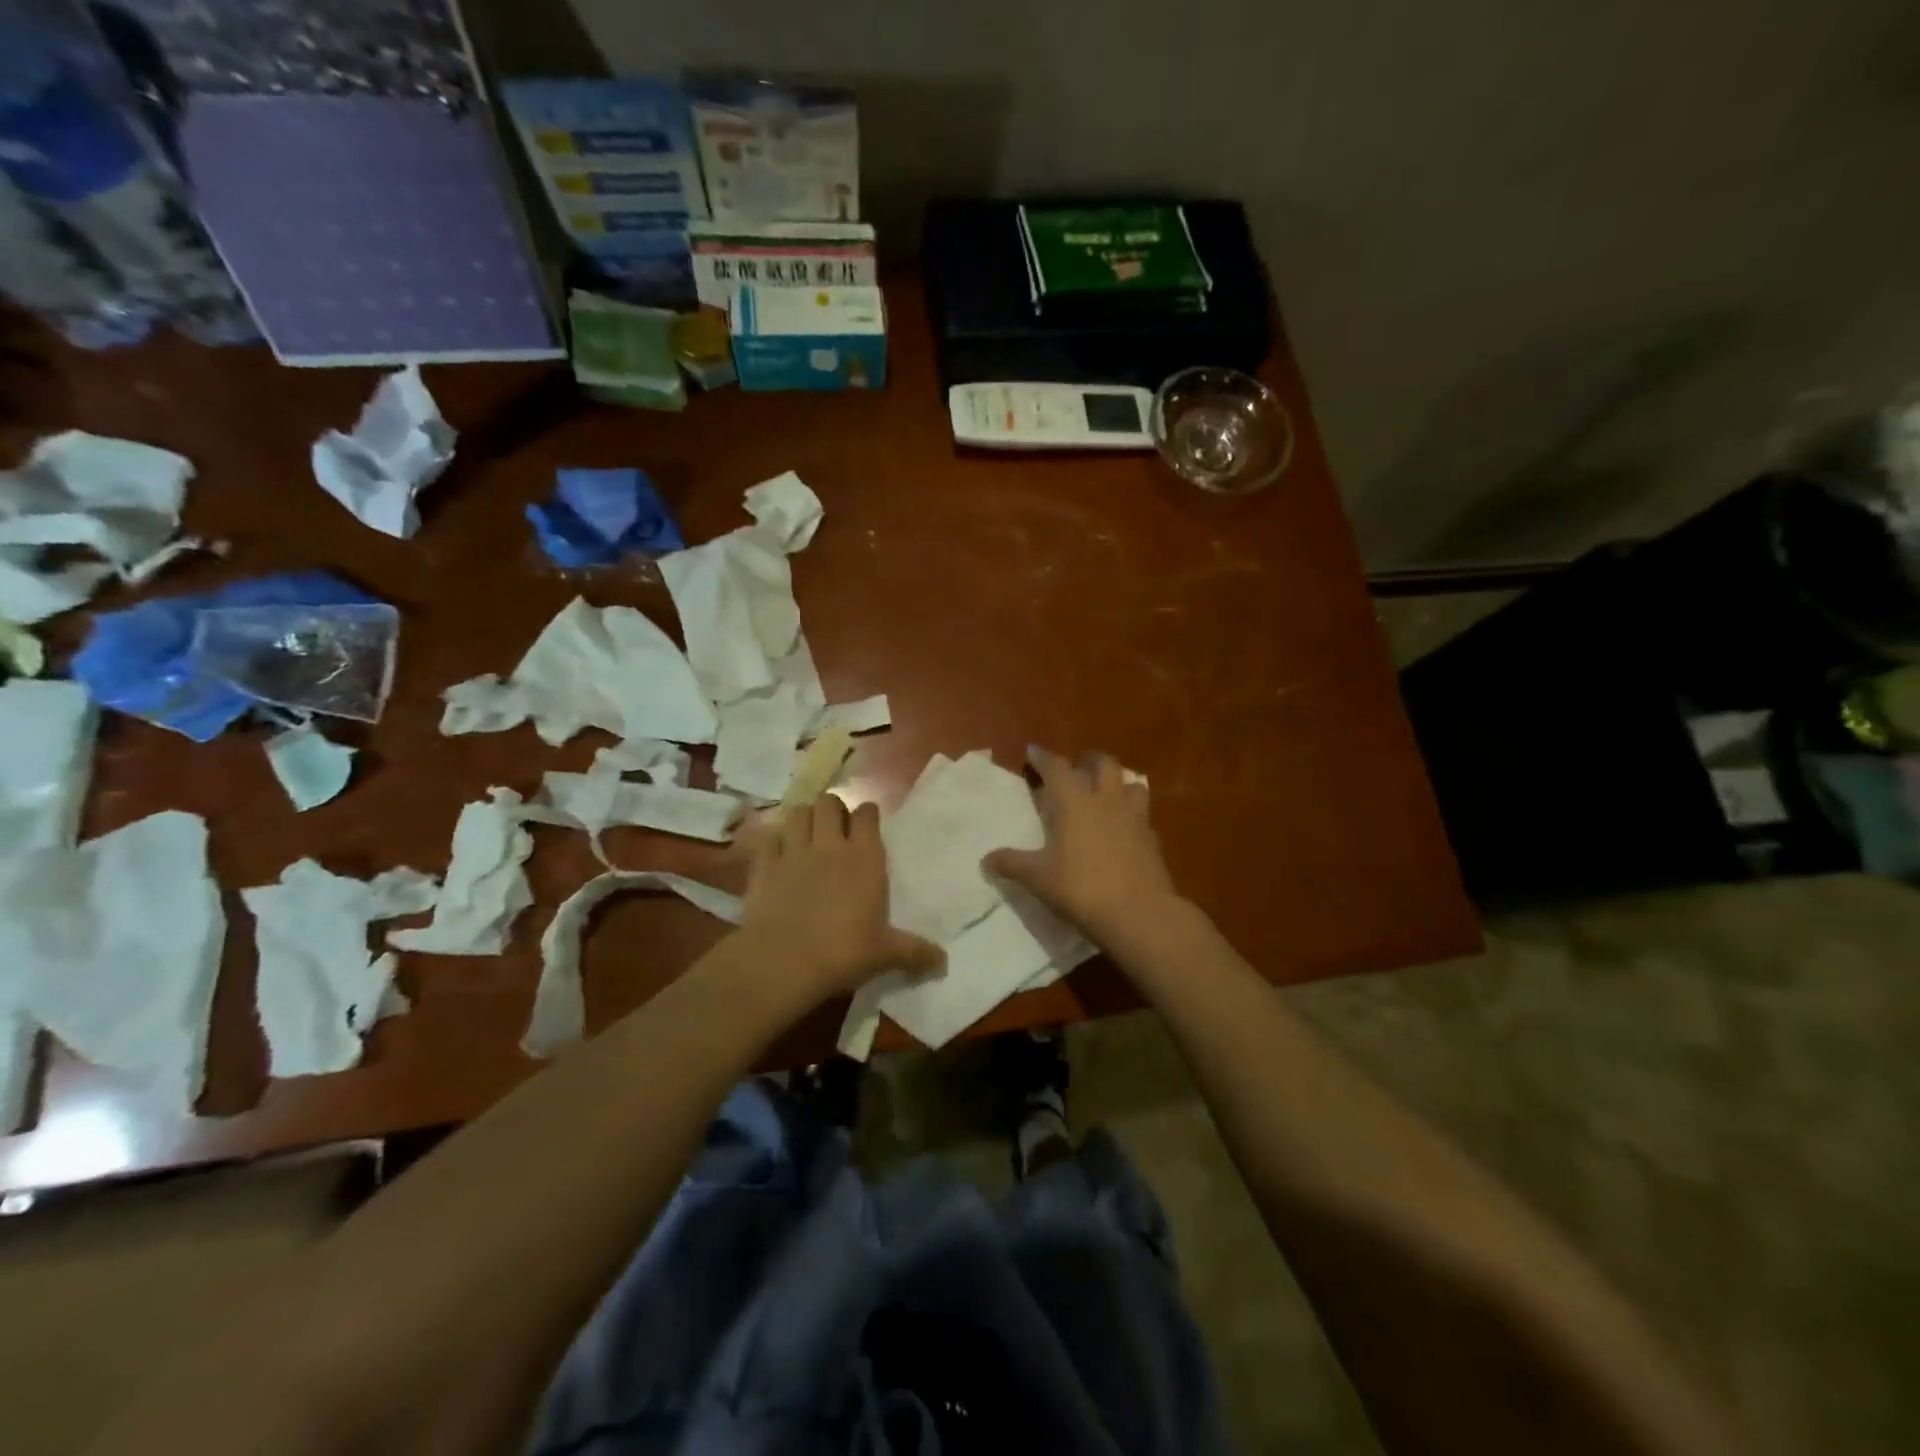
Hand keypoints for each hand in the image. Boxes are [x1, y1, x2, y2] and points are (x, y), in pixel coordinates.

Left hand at [736, 795, 942, 1007]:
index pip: (867, 815)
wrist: (784, 962)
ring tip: (807, 832)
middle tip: (835, 825)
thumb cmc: (843, 952)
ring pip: (798, 813)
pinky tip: (777, 853)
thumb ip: (915, 952)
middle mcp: (830, 845)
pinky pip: (768, 837)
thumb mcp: (886, 954)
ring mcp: (793, 851)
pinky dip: (773, 840)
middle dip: (832, 808)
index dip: (867, 813)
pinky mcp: (764, 865)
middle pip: (829, 802)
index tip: (868, 821)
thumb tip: (943, 961)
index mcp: (865, 858)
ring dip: (803, 818)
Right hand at [985, 747, 1182, 947]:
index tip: (1032, 752)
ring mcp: (1134, 816)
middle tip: (1075, 769)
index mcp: (1075, 802)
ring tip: (1105, 793)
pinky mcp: (1152, 838)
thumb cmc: (1081, 888)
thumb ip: (1012, 864)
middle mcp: (1106, 800)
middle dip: (1087, 760)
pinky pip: (1142, 813)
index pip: (1057, 767)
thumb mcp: (1038, 879)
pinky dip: (1130, 813)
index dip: (1043, 757)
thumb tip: (986, 860)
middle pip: (1103, 763)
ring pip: (1130, 782)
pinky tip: (1123, 829)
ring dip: (1117, 781)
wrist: (1139, 913)